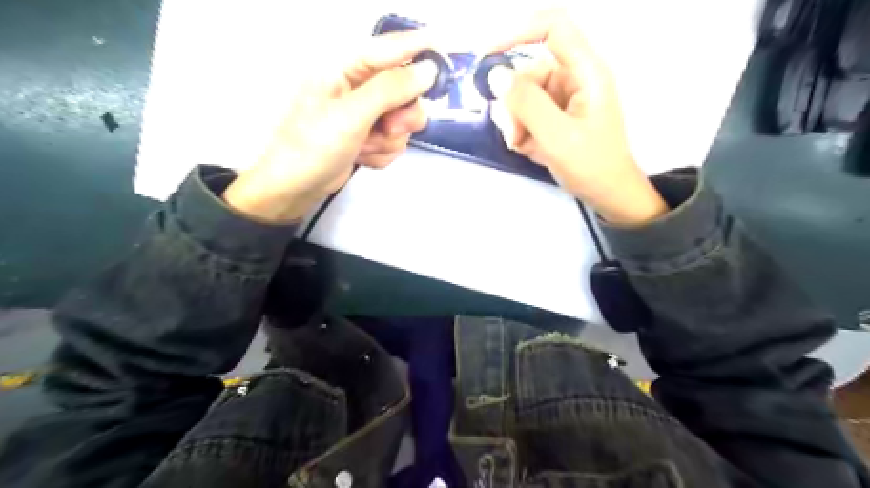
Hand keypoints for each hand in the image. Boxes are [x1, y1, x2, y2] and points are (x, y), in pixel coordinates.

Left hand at [223, 32, 438, 223]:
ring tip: (365, 148)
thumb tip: (428, 70)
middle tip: (390, 128)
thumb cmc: (313, 147)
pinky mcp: (368, 136)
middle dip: (401, 115)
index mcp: (345, 68)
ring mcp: (364, 114)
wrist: (295, 188)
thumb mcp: (351, 115)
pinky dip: (383, 152)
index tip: (445, 51)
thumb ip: (391, 89)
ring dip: (389, 139)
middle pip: (404, 90)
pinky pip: (394, 139)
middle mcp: (357, 87)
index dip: (417, 48)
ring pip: (403, 119)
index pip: (389, 49)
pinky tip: (362, 157)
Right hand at [489, 9, 667, 224]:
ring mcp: (562, 99)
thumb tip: (495, 75)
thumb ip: (527, 104)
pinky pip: (525, 113)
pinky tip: (529, 149)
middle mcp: (572, 79)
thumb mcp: (557, 137)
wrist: (607, 195)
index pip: (553, 28)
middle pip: (528, 72)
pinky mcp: (554, 116)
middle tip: (514, 135)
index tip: (487, 58)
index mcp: (585, 72)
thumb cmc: (591, 166)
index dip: (518, 32)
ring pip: (522, 96)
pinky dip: (520, 131)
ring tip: (522, 145)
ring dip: (514, 121)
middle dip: (513, 104)